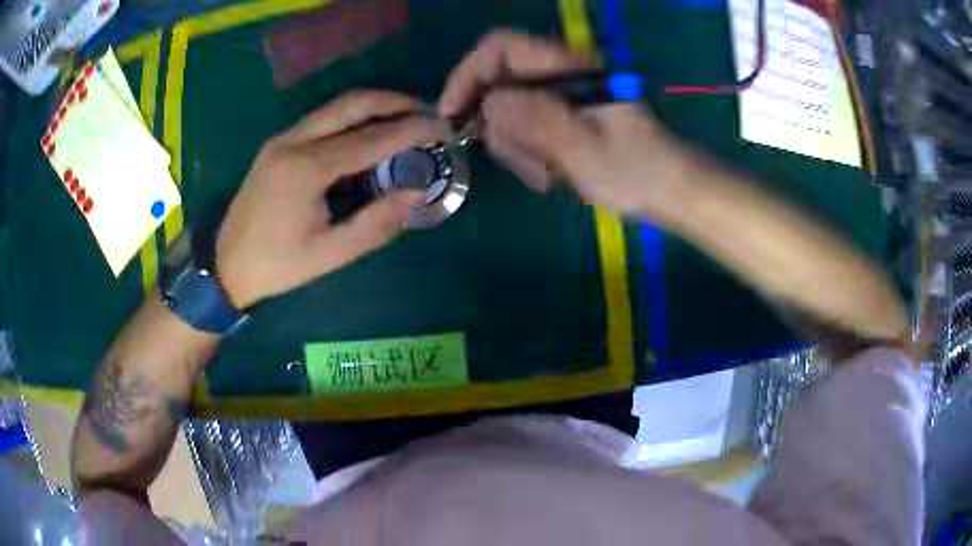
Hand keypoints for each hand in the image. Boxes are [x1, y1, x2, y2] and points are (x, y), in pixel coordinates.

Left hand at [216, 91, 447, 308]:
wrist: (225, 264)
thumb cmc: (277, 265)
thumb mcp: (329, 255)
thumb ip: (375, 224)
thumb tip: (416, 193)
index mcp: (306, 169)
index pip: (371, 138)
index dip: (411, 131)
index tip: (443, 129)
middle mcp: (294, 141)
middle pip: (352, 104)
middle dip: (395, 101)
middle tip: (428, 112)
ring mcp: (283, 138)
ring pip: (336, 105)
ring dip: (375, 104)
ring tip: (407, 115)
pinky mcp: (278, 143)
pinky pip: (323, 118)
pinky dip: (353, 116)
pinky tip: (370, 129)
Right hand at [439, 30, 696, 215]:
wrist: (666, 187)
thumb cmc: (635, 168)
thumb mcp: (585, 149)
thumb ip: (537, 122)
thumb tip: (489, 103)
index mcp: (567, 67)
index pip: (500, 47)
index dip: (468, 74)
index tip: (453, 114)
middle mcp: (559, 74)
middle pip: (497, 82)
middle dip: (497, 124)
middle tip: (520, 161)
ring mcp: (559, 96)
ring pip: (508, 110)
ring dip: (515, 145)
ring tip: (546, 173)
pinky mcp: (561, 116)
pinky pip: (524, 129)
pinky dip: (527, 153)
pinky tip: (552, 173)